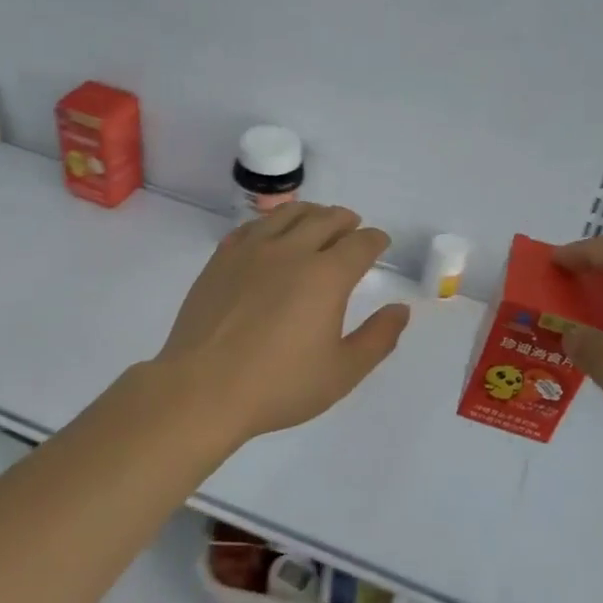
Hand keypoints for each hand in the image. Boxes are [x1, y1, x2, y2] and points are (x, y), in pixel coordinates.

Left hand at [154, 203, 410, 445]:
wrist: (202, 389)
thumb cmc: (279, 385)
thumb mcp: (342, 372)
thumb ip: (378, 339)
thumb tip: (400, 309)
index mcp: (326, 276)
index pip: (360, 244)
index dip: (375, 240)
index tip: (380, 243)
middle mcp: (291, 251)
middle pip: (326, 219)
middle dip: (346, 220)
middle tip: (353, 228)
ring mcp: (252, 251)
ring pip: (288, 214)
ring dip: (311, 213)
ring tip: (317, 221)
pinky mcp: (221, 259)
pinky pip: (253, 226)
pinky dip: (273, 222)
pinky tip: (272, 234)